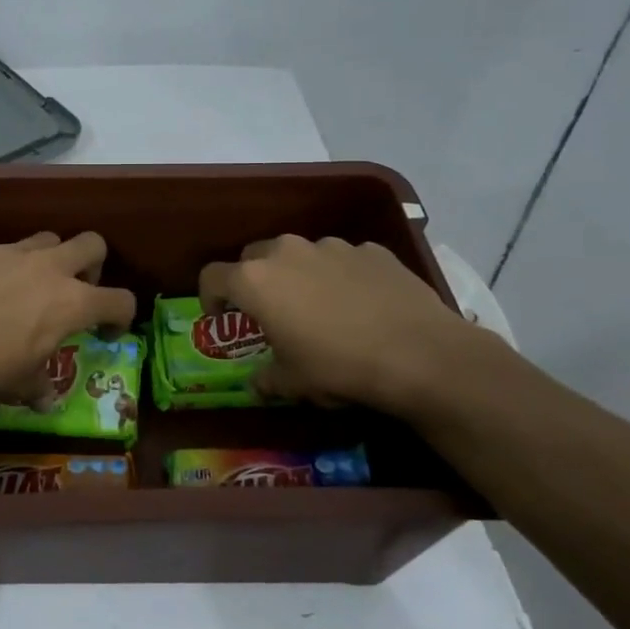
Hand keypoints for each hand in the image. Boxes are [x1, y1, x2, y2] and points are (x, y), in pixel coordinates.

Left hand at [0, 233, 136, 405]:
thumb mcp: (18, 386)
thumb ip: (38, 387)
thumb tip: (46, 401)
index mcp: (70, 302)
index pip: (119, 300)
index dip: (121, 315)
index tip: (108, 330)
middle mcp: (45, 268)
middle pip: (91, 243)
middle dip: (92, 264)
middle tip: (76, 289)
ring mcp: (5, 252)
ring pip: (42, 239)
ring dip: (44, 258)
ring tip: (25, 286)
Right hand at [199, 235, 482, 415]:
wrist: (419, 355)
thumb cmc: (338, 367)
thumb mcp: (293, 383)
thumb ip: (266, 378)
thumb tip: (257, 383)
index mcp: (256, 281)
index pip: (212, 276)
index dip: (210, 297)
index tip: (221, 317)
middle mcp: (287, 252)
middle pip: (254, 257)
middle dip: (254, 281)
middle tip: (270, 312)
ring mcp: (331, 246)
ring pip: (300, 254)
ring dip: (298, 275)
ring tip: (320, 308)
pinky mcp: (371, 249)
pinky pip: (342, 259)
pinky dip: (340, 276)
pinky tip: (361, 304)